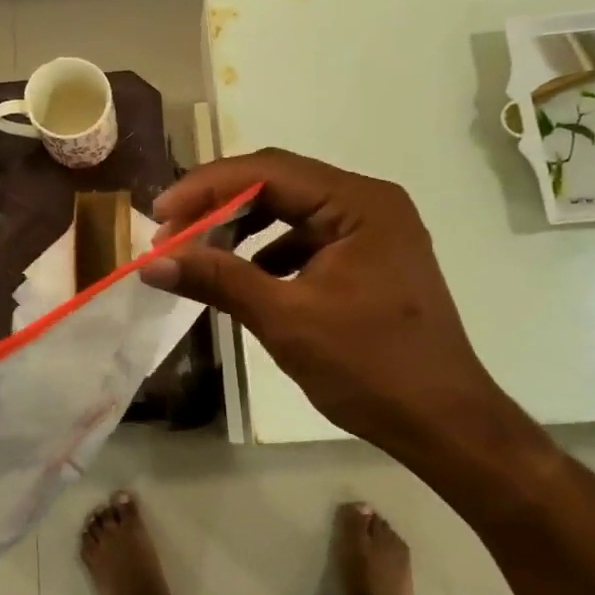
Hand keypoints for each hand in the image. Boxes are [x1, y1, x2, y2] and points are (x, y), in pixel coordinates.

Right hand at [144, 149, 551, 489]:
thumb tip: (151, 263)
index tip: (159, 216)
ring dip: (240, 227)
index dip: (206, 188)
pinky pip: (305, 239)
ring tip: (197, 253)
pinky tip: (242, 277)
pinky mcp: (366, 260)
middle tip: (170, 234)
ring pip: (289, 210)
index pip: (268, 171)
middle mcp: (368, 203)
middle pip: (278, 183)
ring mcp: (370, 231)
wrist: (443, 423)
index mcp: (359, 202)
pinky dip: (267, 252)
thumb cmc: (371, 367)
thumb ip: (218, 280)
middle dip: (219, 206)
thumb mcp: (286, 319)